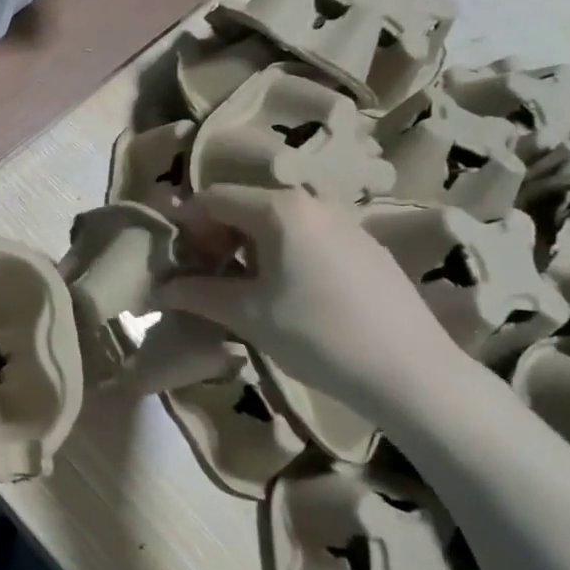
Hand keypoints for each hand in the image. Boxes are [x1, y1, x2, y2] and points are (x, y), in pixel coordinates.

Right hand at [158, 186, 463, 421]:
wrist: (410, 371)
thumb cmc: (317, 335)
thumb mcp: (247, 315)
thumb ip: (197, 294)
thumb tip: (158, 291)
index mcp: (279, 209)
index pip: (212, 198)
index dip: (184, 224)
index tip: (171, 259)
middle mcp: (312, 202)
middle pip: (244, 206)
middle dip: (214, 237)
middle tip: (201, 276)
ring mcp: (344, 222)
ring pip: (276, 223)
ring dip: (246, 248)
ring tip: (238, 289)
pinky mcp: (364, 247)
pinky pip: (306, 237)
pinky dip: (280, 254)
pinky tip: (284, 294)